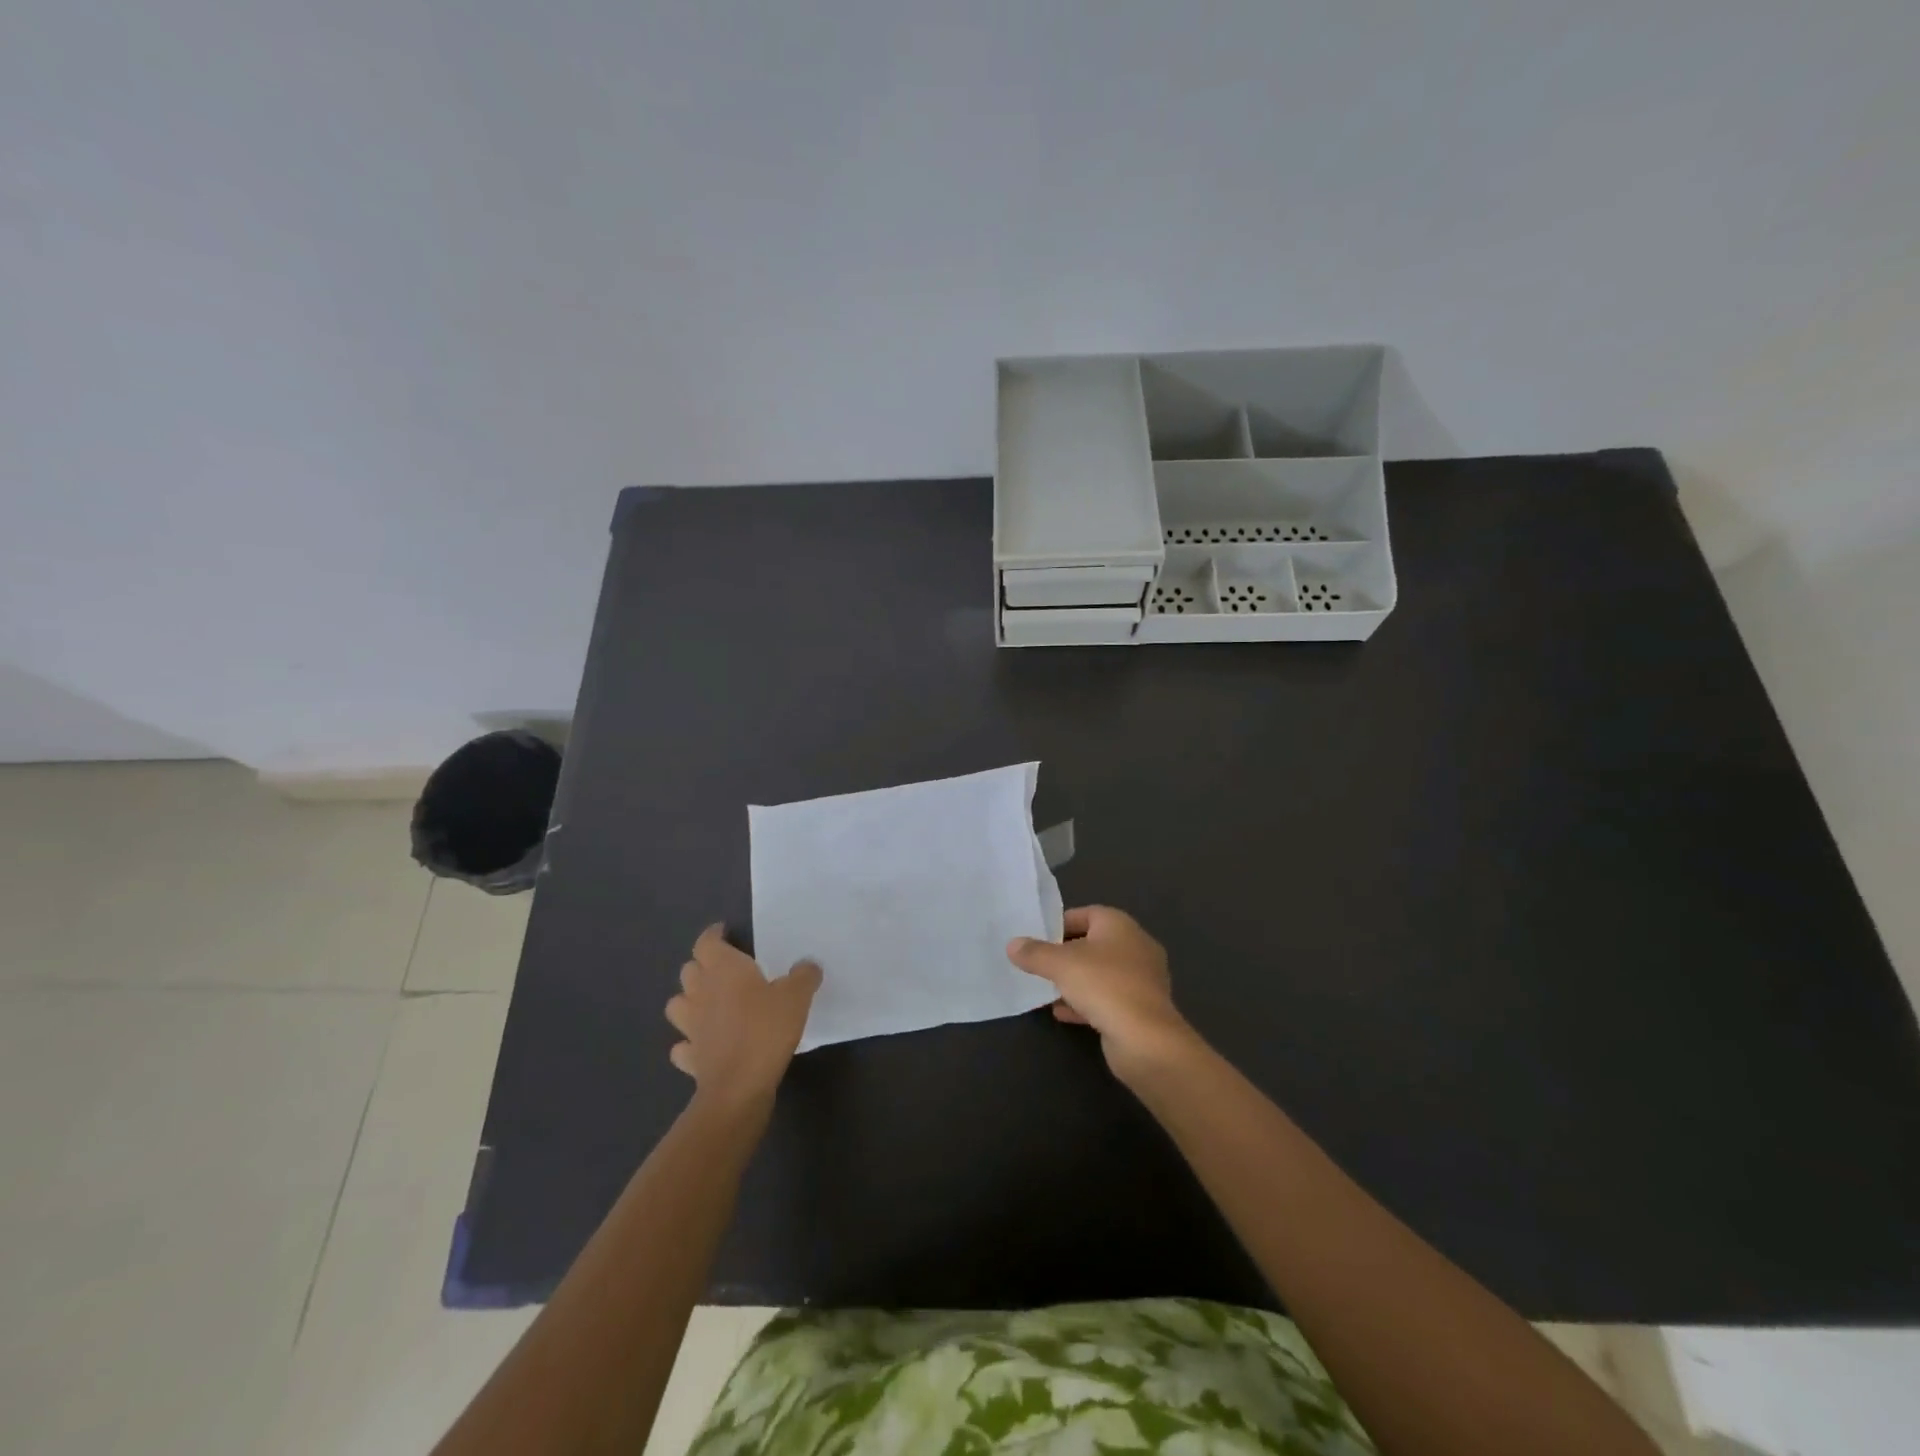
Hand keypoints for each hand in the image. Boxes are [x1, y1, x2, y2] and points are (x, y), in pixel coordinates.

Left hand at [665, 924, 821, 1110]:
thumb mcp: (797, 997)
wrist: (739, 1086)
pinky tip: (705, 1044)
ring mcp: (690, 1026)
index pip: (707, 942)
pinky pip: (683, 1045)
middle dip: (703, 966)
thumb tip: (807, 965)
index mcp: (723, 970)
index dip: (713, 935)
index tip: (724, 932)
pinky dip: (690, 1042)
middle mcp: (700, 992)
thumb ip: (803, 976)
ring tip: (709, 1004)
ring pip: (677, 1004)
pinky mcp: (689, 1058)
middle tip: (724, 970)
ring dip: (689, 1001)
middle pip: (689, 970)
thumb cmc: (766, 1030)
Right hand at [1007, 906, 1196, 1080]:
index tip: (1038, 937)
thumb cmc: (1103, 985)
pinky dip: (1086, 1002)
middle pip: (1094, 943)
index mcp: (1120, 925)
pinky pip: (1108, 998)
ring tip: (1047, 990)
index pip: (1087, 913)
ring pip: (1101, 973)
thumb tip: (1012, 944)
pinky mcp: (1141, 1008)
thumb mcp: (1060, 964)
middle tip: (1039, 963)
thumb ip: (1034, 953)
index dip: (1061, 923)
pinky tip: (1062, 1013)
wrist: (1145, 1039)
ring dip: (1075, 981)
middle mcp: (1136, 946)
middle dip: (1066, 954)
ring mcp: (1142, 979)